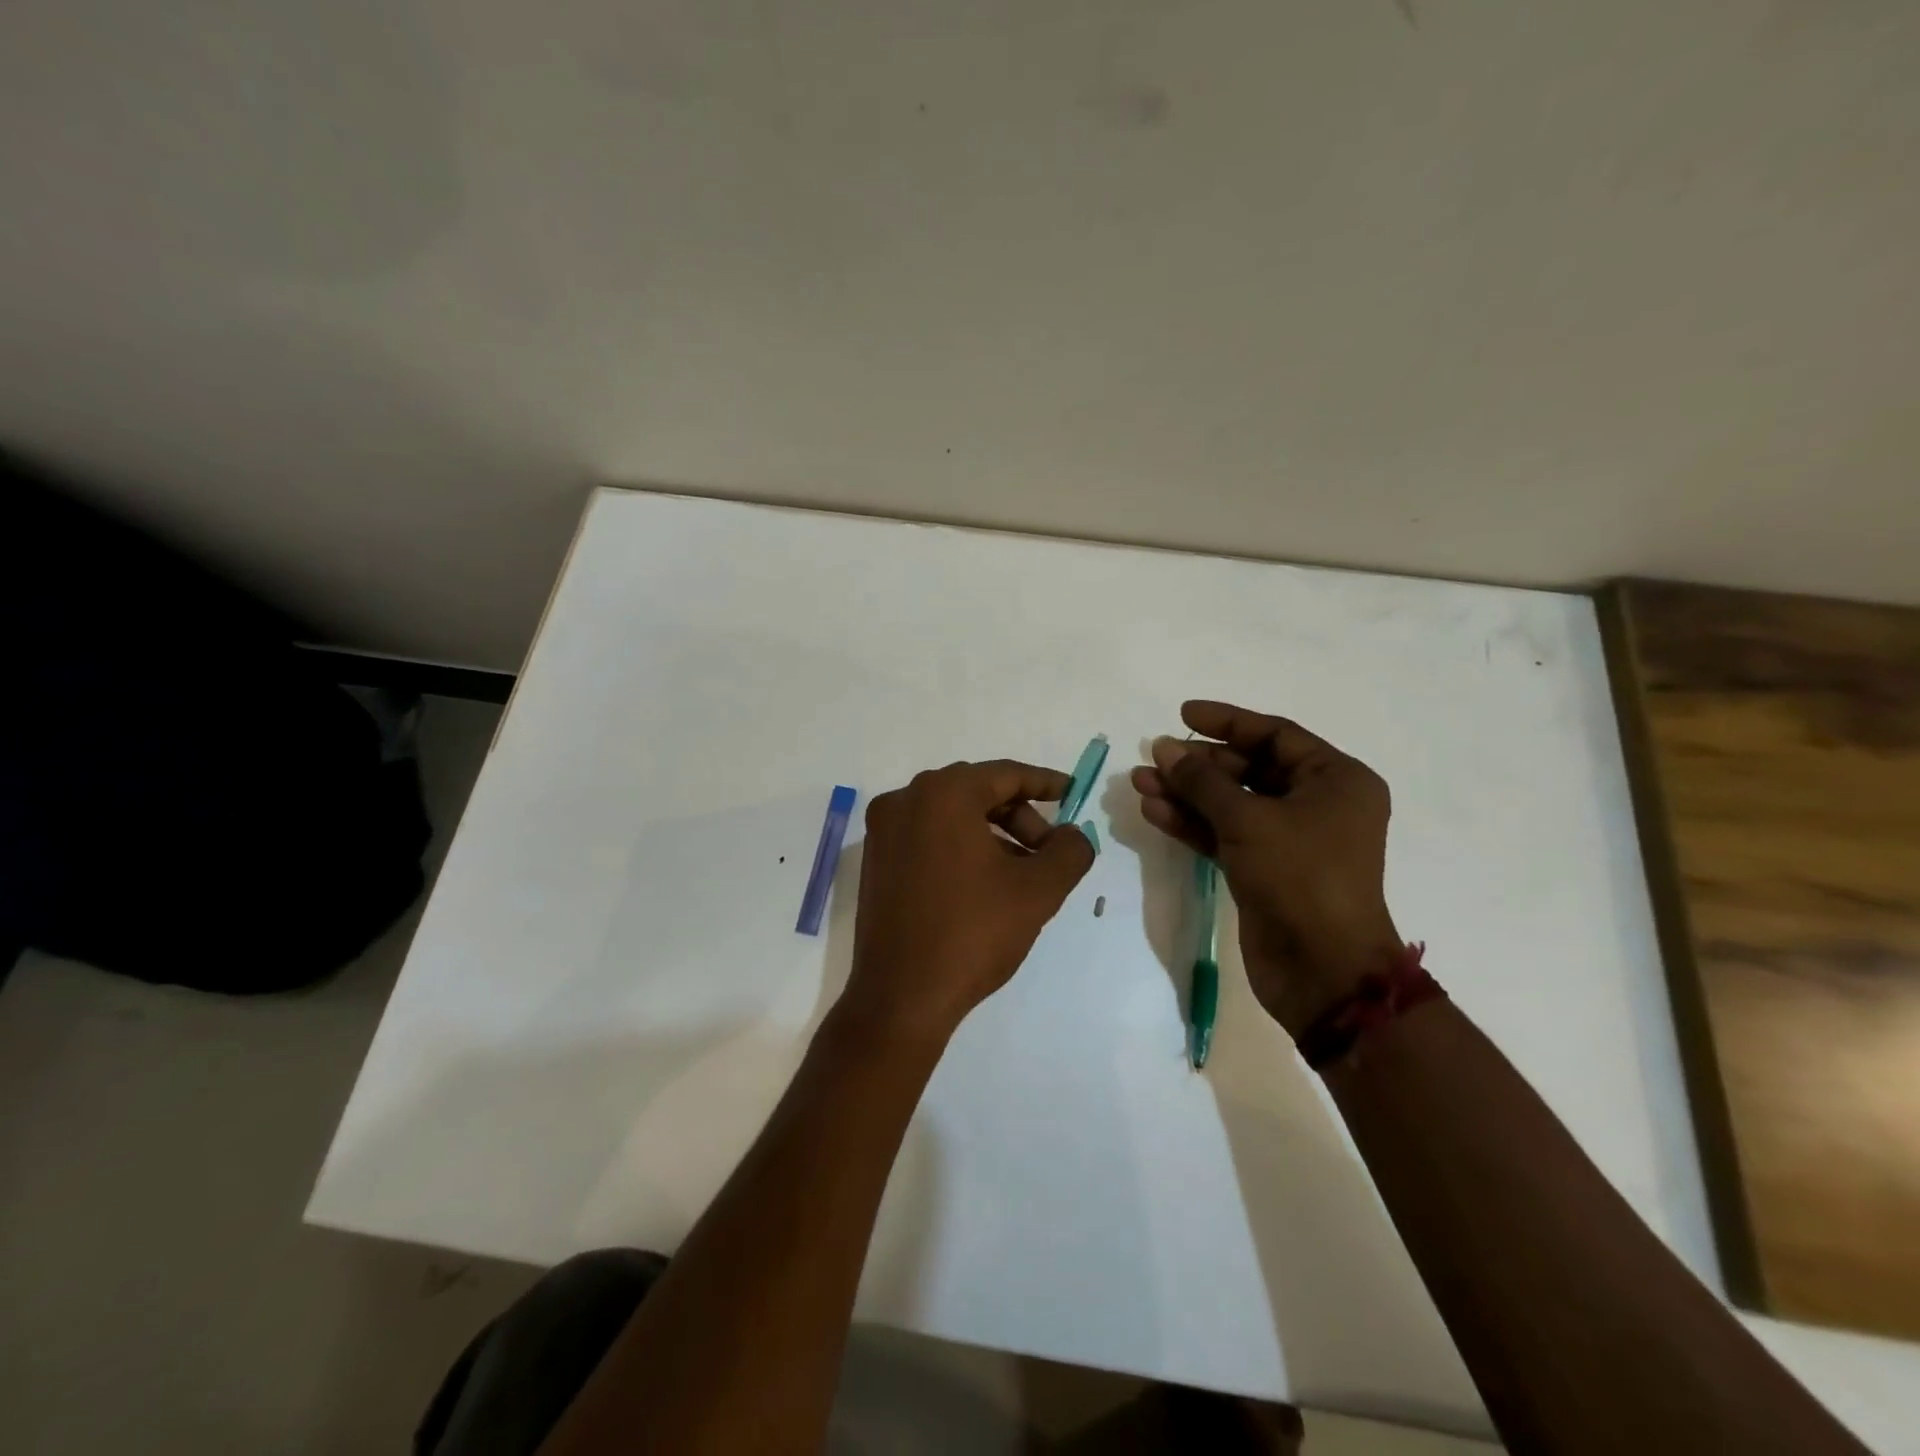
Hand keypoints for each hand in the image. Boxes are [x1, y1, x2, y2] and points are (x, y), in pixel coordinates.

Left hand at [841, 760, 1095, 1042]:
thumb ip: (1070, 851)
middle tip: (1049, 851)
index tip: (1073, 793)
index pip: (1005, 774)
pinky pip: (927, 836)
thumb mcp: (1038, 891)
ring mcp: (884, 831)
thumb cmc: (972, 934)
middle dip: (1020, 817)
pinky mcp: (875, 860)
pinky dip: (960, 847)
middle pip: (977, 792)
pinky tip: (983, 884)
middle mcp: (905, 800)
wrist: (901, 997)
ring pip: (951, 816)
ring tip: (1021, 874)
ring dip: (992, 835)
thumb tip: (1073, 835)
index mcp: (942, 794)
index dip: (1045, 783)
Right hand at [1130, 701, 1401, 1037]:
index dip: (1227, 722)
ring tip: (1140, 782)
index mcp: (1335, 780)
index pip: (1275, 735)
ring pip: (1230, 803)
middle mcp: (1316, 804)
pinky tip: (1154, 811)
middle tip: (1154, 757)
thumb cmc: (1300, 878)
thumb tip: (1163, 748)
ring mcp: (1289, 839)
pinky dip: (1192, 823)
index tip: (1183, 713)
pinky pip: (1224, 834)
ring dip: (1186, 793)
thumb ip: (1202, 781)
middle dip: (1198, 764)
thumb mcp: (1248, 820)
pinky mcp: (1264, 869)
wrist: (1322, 971)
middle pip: (1248, 769)